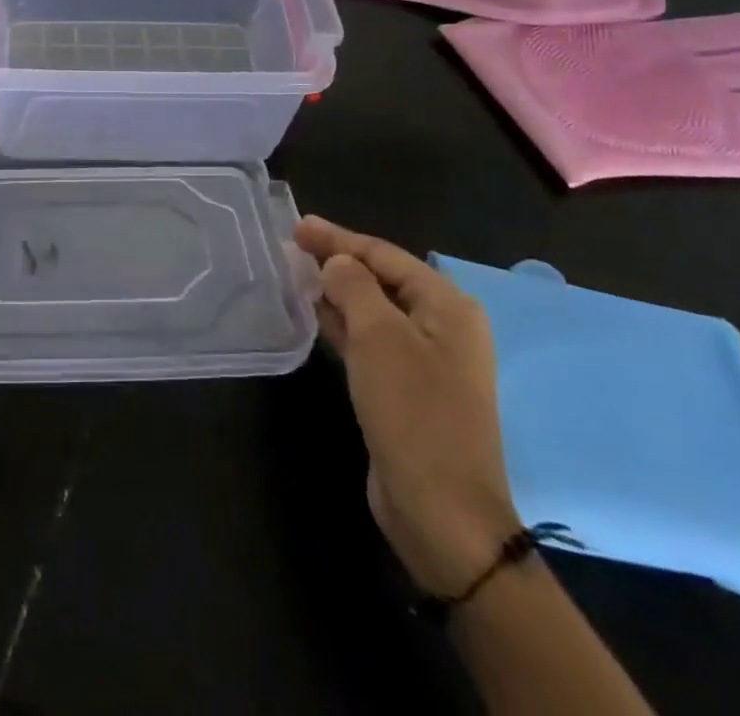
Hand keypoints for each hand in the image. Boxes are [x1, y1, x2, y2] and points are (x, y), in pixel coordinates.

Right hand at [296, 217, 520, 597]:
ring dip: (338, 291)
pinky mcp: (407, 390)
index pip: (384, 254)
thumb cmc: (414, 412)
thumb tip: (336, 262)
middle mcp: (442, 327)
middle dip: (338, 261)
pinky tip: (316, 315)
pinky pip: (371, 342)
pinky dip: (344, 324)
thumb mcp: (379, 338)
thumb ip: (353, 286)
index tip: (297, 226)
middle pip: (381, 279)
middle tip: (292, 247)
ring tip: (297, 274)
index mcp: (447, 306)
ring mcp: (426, 361)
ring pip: (374, 310)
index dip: (338, 238)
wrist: (442, 513)